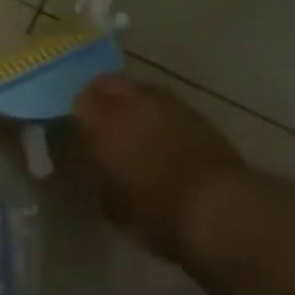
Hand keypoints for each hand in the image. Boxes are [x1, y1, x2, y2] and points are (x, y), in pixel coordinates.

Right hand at [74, 74, 245, 261]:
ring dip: (131, 104)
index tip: (78, 134)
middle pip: (108, 84)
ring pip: (138, 90)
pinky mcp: (195, 112)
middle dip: (102, 99)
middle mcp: (133, 102)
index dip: (77, 116)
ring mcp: (167, 102)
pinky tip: (161, 137)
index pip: (80, 100)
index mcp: (104, 121)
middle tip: (101, 126)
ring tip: (132, 130)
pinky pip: (164, 104)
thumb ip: (94, 175)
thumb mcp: (110, 202)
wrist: (218, 207)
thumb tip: (89, 163)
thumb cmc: (154, 211)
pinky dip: (157, 114)